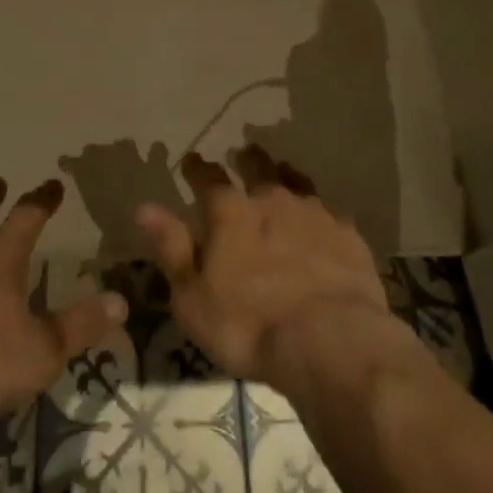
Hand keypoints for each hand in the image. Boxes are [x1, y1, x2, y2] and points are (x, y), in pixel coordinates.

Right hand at [137, 147, 390, 387]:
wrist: (331, 340)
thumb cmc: (248, 325)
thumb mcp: (193, 297)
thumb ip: (172, 248)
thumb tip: (145, 206)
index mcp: (229, 212)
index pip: (208, 178)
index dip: (197, 168)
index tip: (192, 160)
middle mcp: (270, 199)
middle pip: (257, 167)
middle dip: (247, 158)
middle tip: (243, 152)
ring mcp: (312, 212)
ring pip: (294, 180)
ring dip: (283, 174)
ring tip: (280, 171)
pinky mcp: (346, 232)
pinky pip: (328, 209)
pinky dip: (318, 208)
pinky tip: (321, 215)